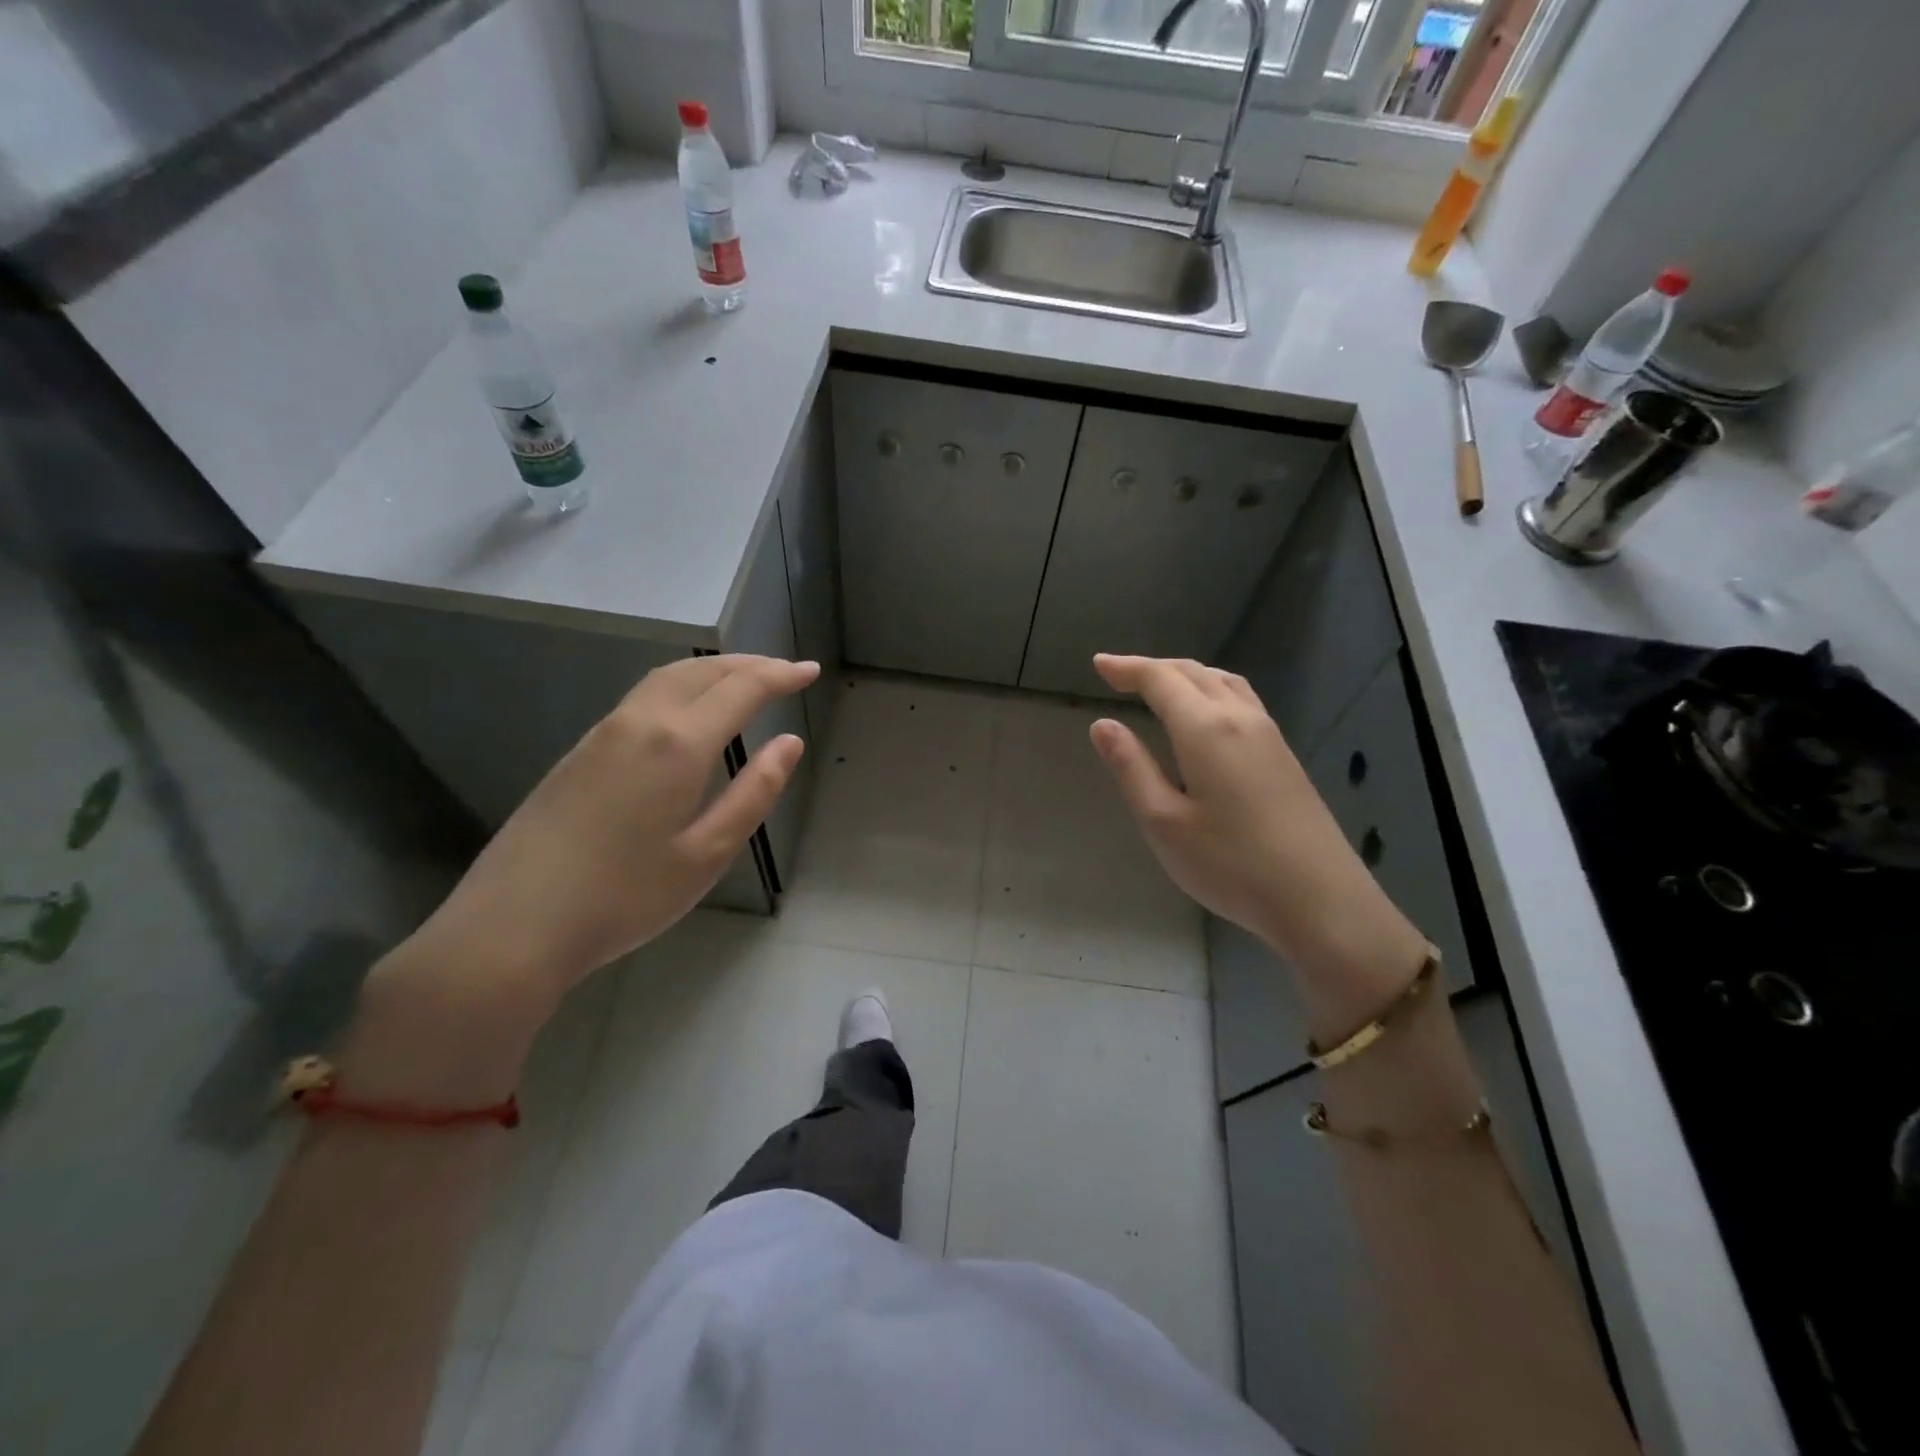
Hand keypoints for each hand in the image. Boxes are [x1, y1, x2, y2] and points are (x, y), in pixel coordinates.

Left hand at [346, 655, 817, 1101]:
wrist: (513, 926)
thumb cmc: (625, 897)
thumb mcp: (707, 854)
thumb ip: (754, 793)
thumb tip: (789, 744)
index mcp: (678, 744)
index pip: (741, 689)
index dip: (780, 676)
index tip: (809, 671)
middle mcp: (640, 722)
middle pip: (701, 671)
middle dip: (748, 664)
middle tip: (784, 671)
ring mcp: (603, 733)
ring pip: (667, 678)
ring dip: (712, 670)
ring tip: (744, 681)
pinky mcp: (579, 752)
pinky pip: (642, 697)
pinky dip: (681, 686)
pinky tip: (688, 712)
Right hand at [1087, 654, 1426, 1018]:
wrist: (1319, 899)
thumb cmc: (1230, 864)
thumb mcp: (1163, 821)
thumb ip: (1131, 768)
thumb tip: (1103, 725)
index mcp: (1205, 729)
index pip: (1160, 680)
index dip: (1127, 668)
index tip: (1098, 664)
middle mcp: (1239, 718)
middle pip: (1193, 672)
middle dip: (1153, 668)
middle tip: (1119, 674)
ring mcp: (1268, 735)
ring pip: (1223, 682)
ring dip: (1186, 674)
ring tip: (1160, 685)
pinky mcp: (1284, 755)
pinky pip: (1242, 700)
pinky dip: (1212, 689)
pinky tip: (1207, 713)